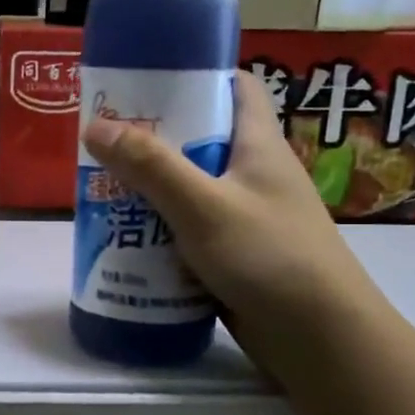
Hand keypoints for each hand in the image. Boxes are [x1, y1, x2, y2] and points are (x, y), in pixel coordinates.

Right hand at [81, 71, 378, 358]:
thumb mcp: (203, 205)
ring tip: (102, 186)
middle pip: (201, 138)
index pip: (237, 87)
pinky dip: (160, 227)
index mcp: (259, 145)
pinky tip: (125, 235)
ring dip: (151, 187)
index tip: (149, 79)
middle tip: (106, 139)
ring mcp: (245, 215)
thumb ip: (150, 166)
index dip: (198, 75)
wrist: (320, 339)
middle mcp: (254, 173)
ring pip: (190, 187)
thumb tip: (95, 126)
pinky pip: (189, 228)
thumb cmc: (269, 256)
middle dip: (154, 137)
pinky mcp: (234, 252)